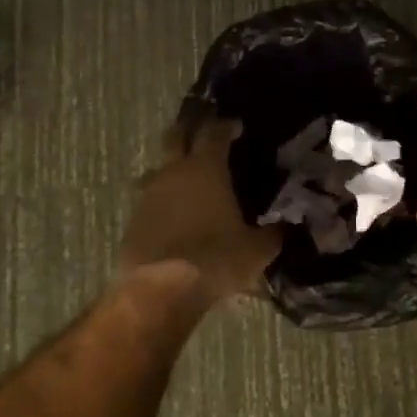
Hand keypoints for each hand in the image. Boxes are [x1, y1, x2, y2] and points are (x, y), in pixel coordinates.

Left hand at [119, 118, 279, 298]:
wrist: (160, 290)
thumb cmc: (216, 258)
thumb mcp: (256, 250)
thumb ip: (272, 234)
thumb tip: (284, 228)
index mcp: (206, 168)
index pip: (214, 132)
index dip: (226, 125)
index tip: (236, 127)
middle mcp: (173, 172)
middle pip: (175, 136)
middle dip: (190, 130)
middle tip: (204, 135)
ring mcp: (148, 196)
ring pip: (157, 169)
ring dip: (171, 169)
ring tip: (186, 181)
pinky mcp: (133, 221)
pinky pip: (149, 201)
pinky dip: (162, 202)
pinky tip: (174, 218)